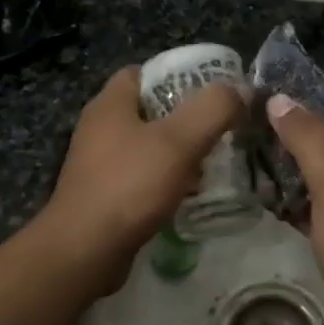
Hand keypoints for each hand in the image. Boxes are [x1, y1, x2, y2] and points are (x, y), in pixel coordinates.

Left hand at [43, 66, 246, 269]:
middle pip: (151, 110)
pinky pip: (142, 177)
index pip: (144, 72)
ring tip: (214, 162)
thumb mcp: (179, 141)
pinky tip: (191, 194)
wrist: (84, 252)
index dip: (179, 75)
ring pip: (148, 146)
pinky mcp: (104, 195)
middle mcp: (100, 128)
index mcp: (110, 103)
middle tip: (221, 128)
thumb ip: (213, 109)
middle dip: (186, 117)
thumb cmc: (129, 185)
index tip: (212, 89)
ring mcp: (99, 163)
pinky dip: (167, 181)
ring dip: (179, 152)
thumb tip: (239, 89)